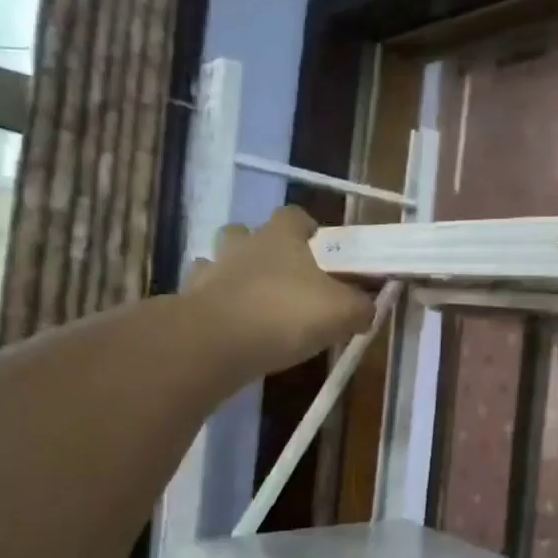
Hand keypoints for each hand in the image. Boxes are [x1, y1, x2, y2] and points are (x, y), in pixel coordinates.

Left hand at [187, 206, 377, 374]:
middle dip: (262, 248)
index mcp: (281, 237)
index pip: (294, 215)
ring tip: (251, 300)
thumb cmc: (285, 314)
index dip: (306, 227)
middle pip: (248, 232)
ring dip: (233, 273)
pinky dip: (213, 302)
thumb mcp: (341, 313)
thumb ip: (360, 307)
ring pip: (219, 260)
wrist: (216, 342)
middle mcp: (243, 244)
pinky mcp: (189, 300)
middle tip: (282, 277)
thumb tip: (368, 308)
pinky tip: (227, 323)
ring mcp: (211, 270)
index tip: (317, 247)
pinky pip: (202, 293)